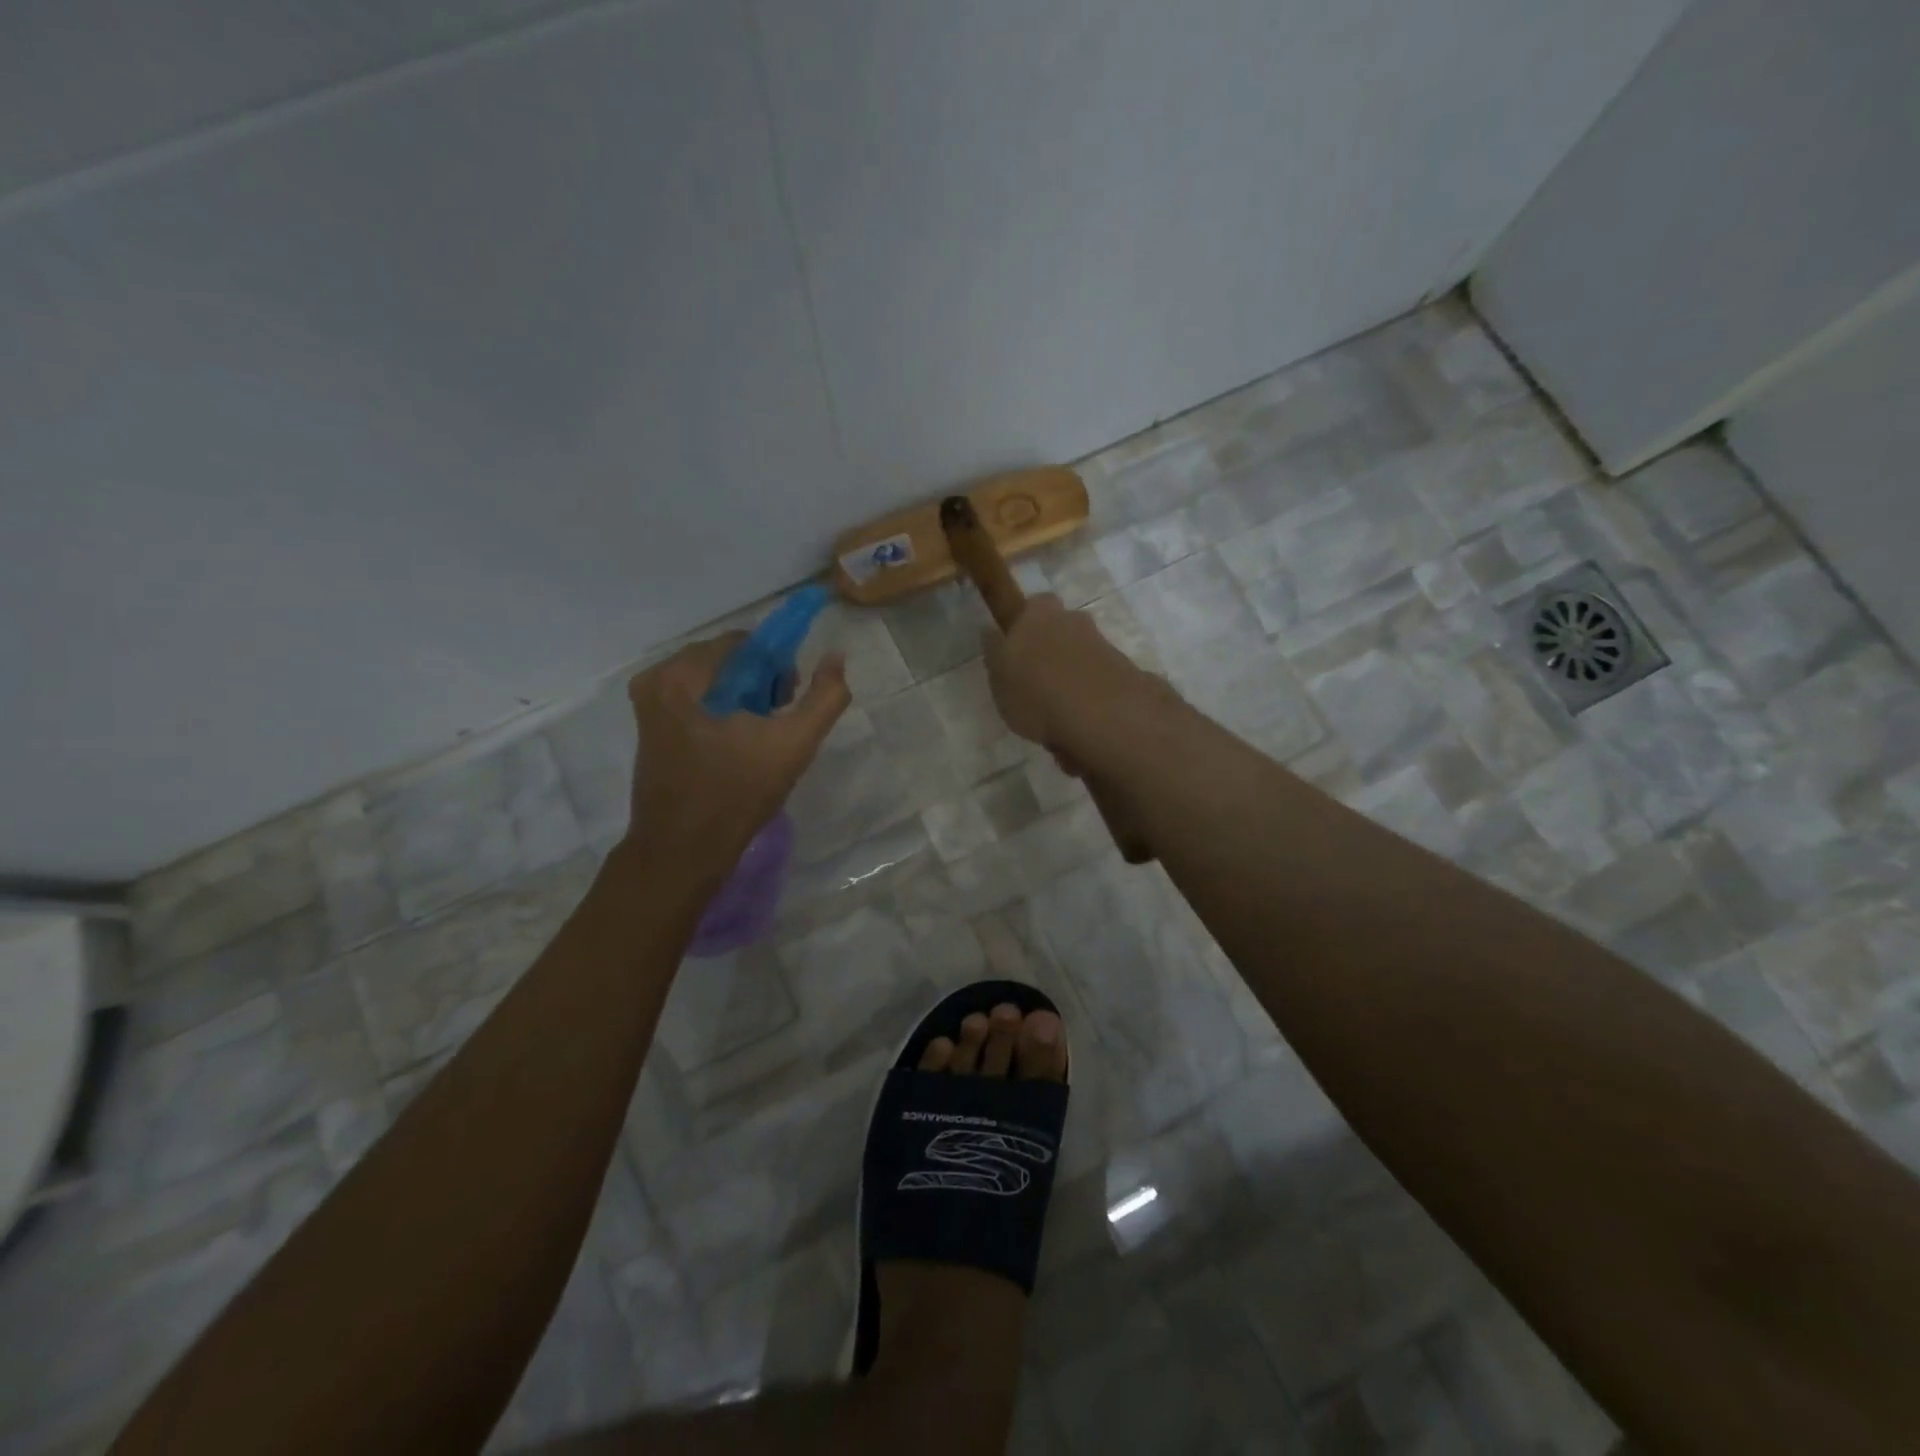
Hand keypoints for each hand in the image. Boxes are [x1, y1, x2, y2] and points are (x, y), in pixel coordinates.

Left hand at [622, 633, 850, 871]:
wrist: (682, 852)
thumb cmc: (737, 794)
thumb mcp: (793, 744)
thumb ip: (825, 697)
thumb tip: (836, 657)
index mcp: (681, 675)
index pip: (743, 643)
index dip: (777, 664)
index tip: (789, 698)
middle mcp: (656, 680)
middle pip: (725, 659)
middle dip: (759, 681)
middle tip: (778, 719)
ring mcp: (647, 706)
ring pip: (711, 681)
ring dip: (742, 697)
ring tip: (761, 734)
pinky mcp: (649, 729)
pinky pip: (695, 701)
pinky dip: (721, 711)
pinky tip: (737, 744)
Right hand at [982, 593, 1161, 750]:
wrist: (1102, 715)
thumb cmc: (1036, 692)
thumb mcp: (998, 677)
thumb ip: (994, 652)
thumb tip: (991, 631)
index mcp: (1039, 613)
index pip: (1032, 606)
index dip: (1025, 626)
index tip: (1016, 650)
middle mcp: (1074, 620)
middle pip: (1059, 630)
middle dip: (1050, 651)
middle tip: (1036, 685)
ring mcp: (1102, 644)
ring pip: (1079, 657)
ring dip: (1070, 678)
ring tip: (1057, 716)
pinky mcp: (1124, 671)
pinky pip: (1097, 681)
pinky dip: (1089, 696)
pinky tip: (1080, 723)